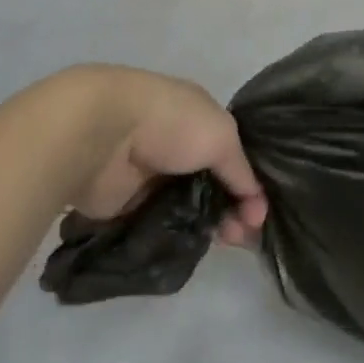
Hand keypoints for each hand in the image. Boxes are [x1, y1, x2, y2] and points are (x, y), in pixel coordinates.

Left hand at [68, 67, 267, 244]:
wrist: (105, 134)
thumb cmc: (171, 123)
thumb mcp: (222, 136)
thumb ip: (241, 170)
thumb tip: (255, 202)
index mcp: (199, 116)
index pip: (232, 153)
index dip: (249, 183)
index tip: (258, 215)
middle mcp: (177, 143)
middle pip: (212, 182)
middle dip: (231, 208)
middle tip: (241, 237)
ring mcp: (152, 173)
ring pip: (188, 205)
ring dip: (207, 224)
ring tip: (223, 243)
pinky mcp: (128, 202)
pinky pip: (160, 222)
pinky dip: (176, 234)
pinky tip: (193, 246)